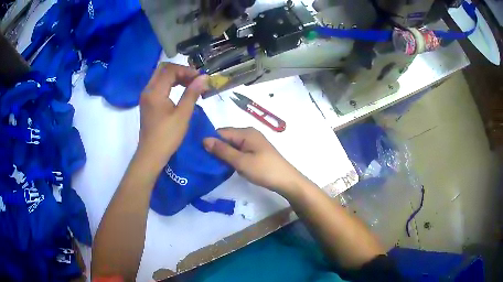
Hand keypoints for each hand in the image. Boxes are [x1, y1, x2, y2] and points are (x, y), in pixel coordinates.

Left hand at [138, 62, 208, 170]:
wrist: (151, 154)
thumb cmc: (167, 136)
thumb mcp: (182, 114)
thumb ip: (192, 93)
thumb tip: (203, 78)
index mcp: (155, 92)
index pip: (170, 70)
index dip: (186, 70)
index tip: (200, 78)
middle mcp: (148, 90)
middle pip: (163, 70)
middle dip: (180, 71)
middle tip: (195, 79)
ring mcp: (146, 96)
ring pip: (161, 77)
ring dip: (176, 77)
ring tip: (191, 84)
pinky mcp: (148, 102)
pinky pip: (159, 85)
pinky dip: (170, 84)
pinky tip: (181, 91)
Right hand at [203, 127, 306, 195]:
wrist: (286, 181)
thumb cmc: (264, 170)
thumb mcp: (241, 161)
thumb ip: (222, 150)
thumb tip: (204, 140)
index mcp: (246, 132)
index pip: (221, 132)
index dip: (210, 141)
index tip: (198, 152)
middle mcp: (249, 134)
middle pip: (227, 137)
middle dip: (216, 147)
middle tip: (203, 160)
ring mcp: (253, 143)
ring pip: (232, 145)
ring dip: (223, 153)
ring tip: (211, 164)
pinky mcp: (256, 151)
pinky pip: (239, 151)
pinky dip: (232, 157)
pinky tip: (225, 165)